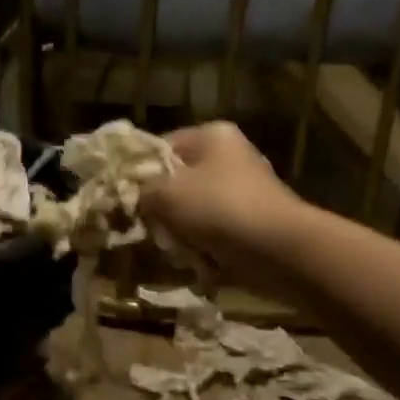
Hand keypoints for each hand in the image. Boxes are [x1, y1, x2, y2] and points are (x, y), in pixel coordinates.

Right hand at [142, 122, 307, 295]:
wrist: (278, 250)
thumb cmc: (218, 209)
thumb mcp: (165, 194)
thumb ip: (140, 191)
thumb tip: (130, 196)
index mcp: (211, 137)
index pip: (160, 147)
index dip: (137, 172)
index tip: (121, 198)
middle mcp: (229, 158)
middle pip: (176, 182)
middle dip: (159, 209)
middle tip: (145, 229)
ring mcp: (242, 193)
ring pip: (192, 212)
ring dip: (178, 234)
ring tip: (173, 250)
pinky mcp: (250, 225)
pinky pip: (212, 234)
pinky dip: (201, 248)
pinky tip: (195, 262)